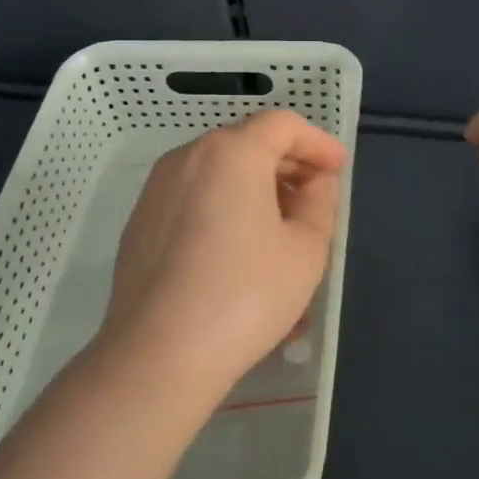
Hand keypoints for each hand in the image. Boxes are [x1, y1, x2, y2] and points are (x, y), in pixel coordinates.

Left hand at [95, 110, 347, 403]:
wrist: (159, 353)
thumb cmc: (245, 296)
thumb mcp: (305, 250)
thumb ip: (319, 202)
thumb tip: (314, 182)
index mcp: (231, 153)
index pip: (282, 124)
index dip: (317, 142)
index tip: (339, 170)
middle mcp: (187, 158)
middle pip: (246, 143)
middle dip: (286, 164)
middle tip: (315, 199)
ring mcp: (156, 189)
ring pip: (217, 171)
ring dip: (254, 187)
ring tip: (280, 228)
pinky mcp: (139, 222)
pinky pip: (192, 198)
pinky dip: (222, 206)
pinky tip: (237, 249)